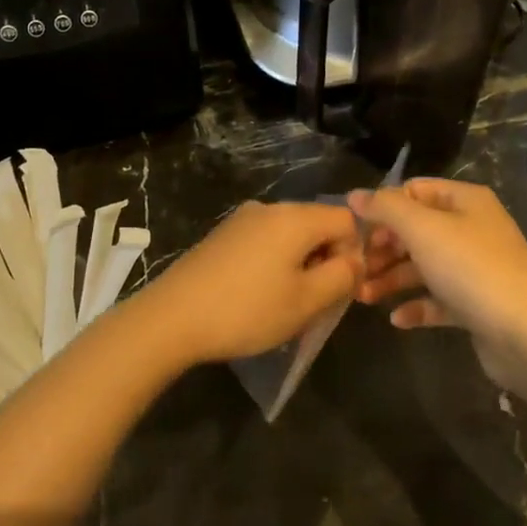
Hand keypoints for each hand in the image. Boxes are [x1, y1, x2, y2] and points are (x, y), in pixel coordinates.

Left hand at [122, 201, 364, 367]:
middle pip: (316, 225)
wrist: (172, 317)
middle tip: (314, 302)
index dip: (353, 253)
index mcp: (294, 217)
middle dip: (325, 260)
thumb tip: (354, 260)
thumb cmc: (247, 310)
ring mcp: (241, 220)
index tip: (339, 289)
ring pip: (289, 236)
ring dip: (299, 265)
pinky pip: (264, 242)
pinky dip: (273, 264)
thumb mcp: (307, 301)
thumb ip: (342, 276)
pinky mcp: (221, 236)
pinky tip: (257, 296)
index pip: (346, 219)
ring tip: (285, 304)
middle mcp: (269, 208)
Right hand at [349, 179, 526, 393]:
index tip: (355, 230)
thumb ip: (385, 208)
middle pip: (416, 230)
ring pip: (423, 266)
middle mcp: (473, 229)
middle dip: (382, 247)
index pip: (414, 190)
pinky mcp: (476, 305)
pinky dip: (416, 305)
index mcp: (465, 201)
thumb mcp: (423, 229)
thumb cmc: (472, 270)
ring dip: (391, 278)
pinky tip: (397, 319)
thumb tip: (355, 195)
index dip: (383, 207)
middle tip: (354, 266)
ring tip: (362, 296)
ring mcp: (476, 268)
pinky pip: (438, 299)